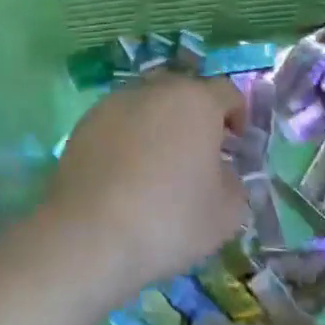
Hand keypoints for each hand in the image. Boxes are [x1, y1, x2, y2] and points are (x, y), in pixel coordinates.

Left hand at [43, 75, 248, 296]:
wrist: (89, 235)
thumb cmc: (169, 219)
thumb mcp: (226, 214)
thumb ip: (235, 183)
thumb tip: (221, 172)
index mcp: (196, 101)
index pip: (227, 93)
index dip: (238, 117)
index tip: (236, 147)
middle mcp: (155, 90)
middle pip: (185, 93)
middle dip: (197, 118)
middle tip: (199, 156)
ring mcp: (115, 102)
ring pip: (149, 106)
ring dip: (160, 126)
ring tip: (159, 167)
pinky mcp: (85, 122)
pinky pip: (119, 123)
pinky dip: (129, 139)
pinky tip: (126, 175)